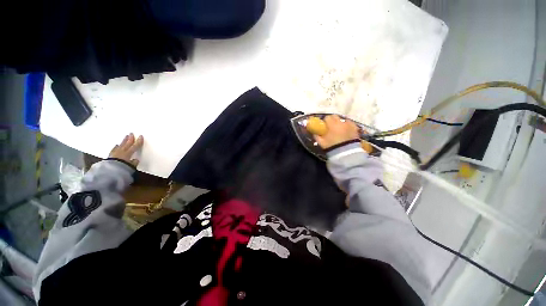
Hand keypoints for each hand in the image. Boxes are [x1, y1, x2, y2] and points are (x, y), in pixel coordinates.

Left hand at [108, 133, 143, 166]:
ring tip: (125, 137)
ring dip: (123, 141)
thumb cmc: (121, 169)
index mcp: (128, 154)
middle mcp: (122, 152)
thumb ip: (134, 163)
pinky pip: (114, 149)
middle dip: (130, 138)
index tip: (140, 136)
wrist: (109, 172)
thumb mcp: (131, 167)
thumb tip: (135, 160)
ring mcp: (115, 153)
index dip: (138, 141)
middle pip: (127, 144)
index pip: (135, 146)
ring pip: (121, 145)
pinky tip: (116, 145)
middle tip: (131, 133)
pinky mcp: (110, 156)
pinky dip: (116, 147)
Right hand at [314, 115, 359, 148]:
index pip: (327, 117)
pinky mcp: (355, 128)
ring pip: (343, 120)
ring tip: (339, 130)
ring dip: (340, 123)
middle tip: (331, 127)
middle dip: (332, 120)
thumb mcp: (321, 143)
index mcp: (332, 125)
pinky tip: (346, 131)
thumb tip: (314, 133)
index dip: (325, 121)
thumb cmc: (332, 147)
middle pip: (335, 116)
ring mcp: (349, 125)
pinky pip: (350, 124)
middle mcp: (341, 122)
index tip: (324, 126)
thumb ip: (317, 136)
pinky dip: (348, 126)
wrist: (347, 153)